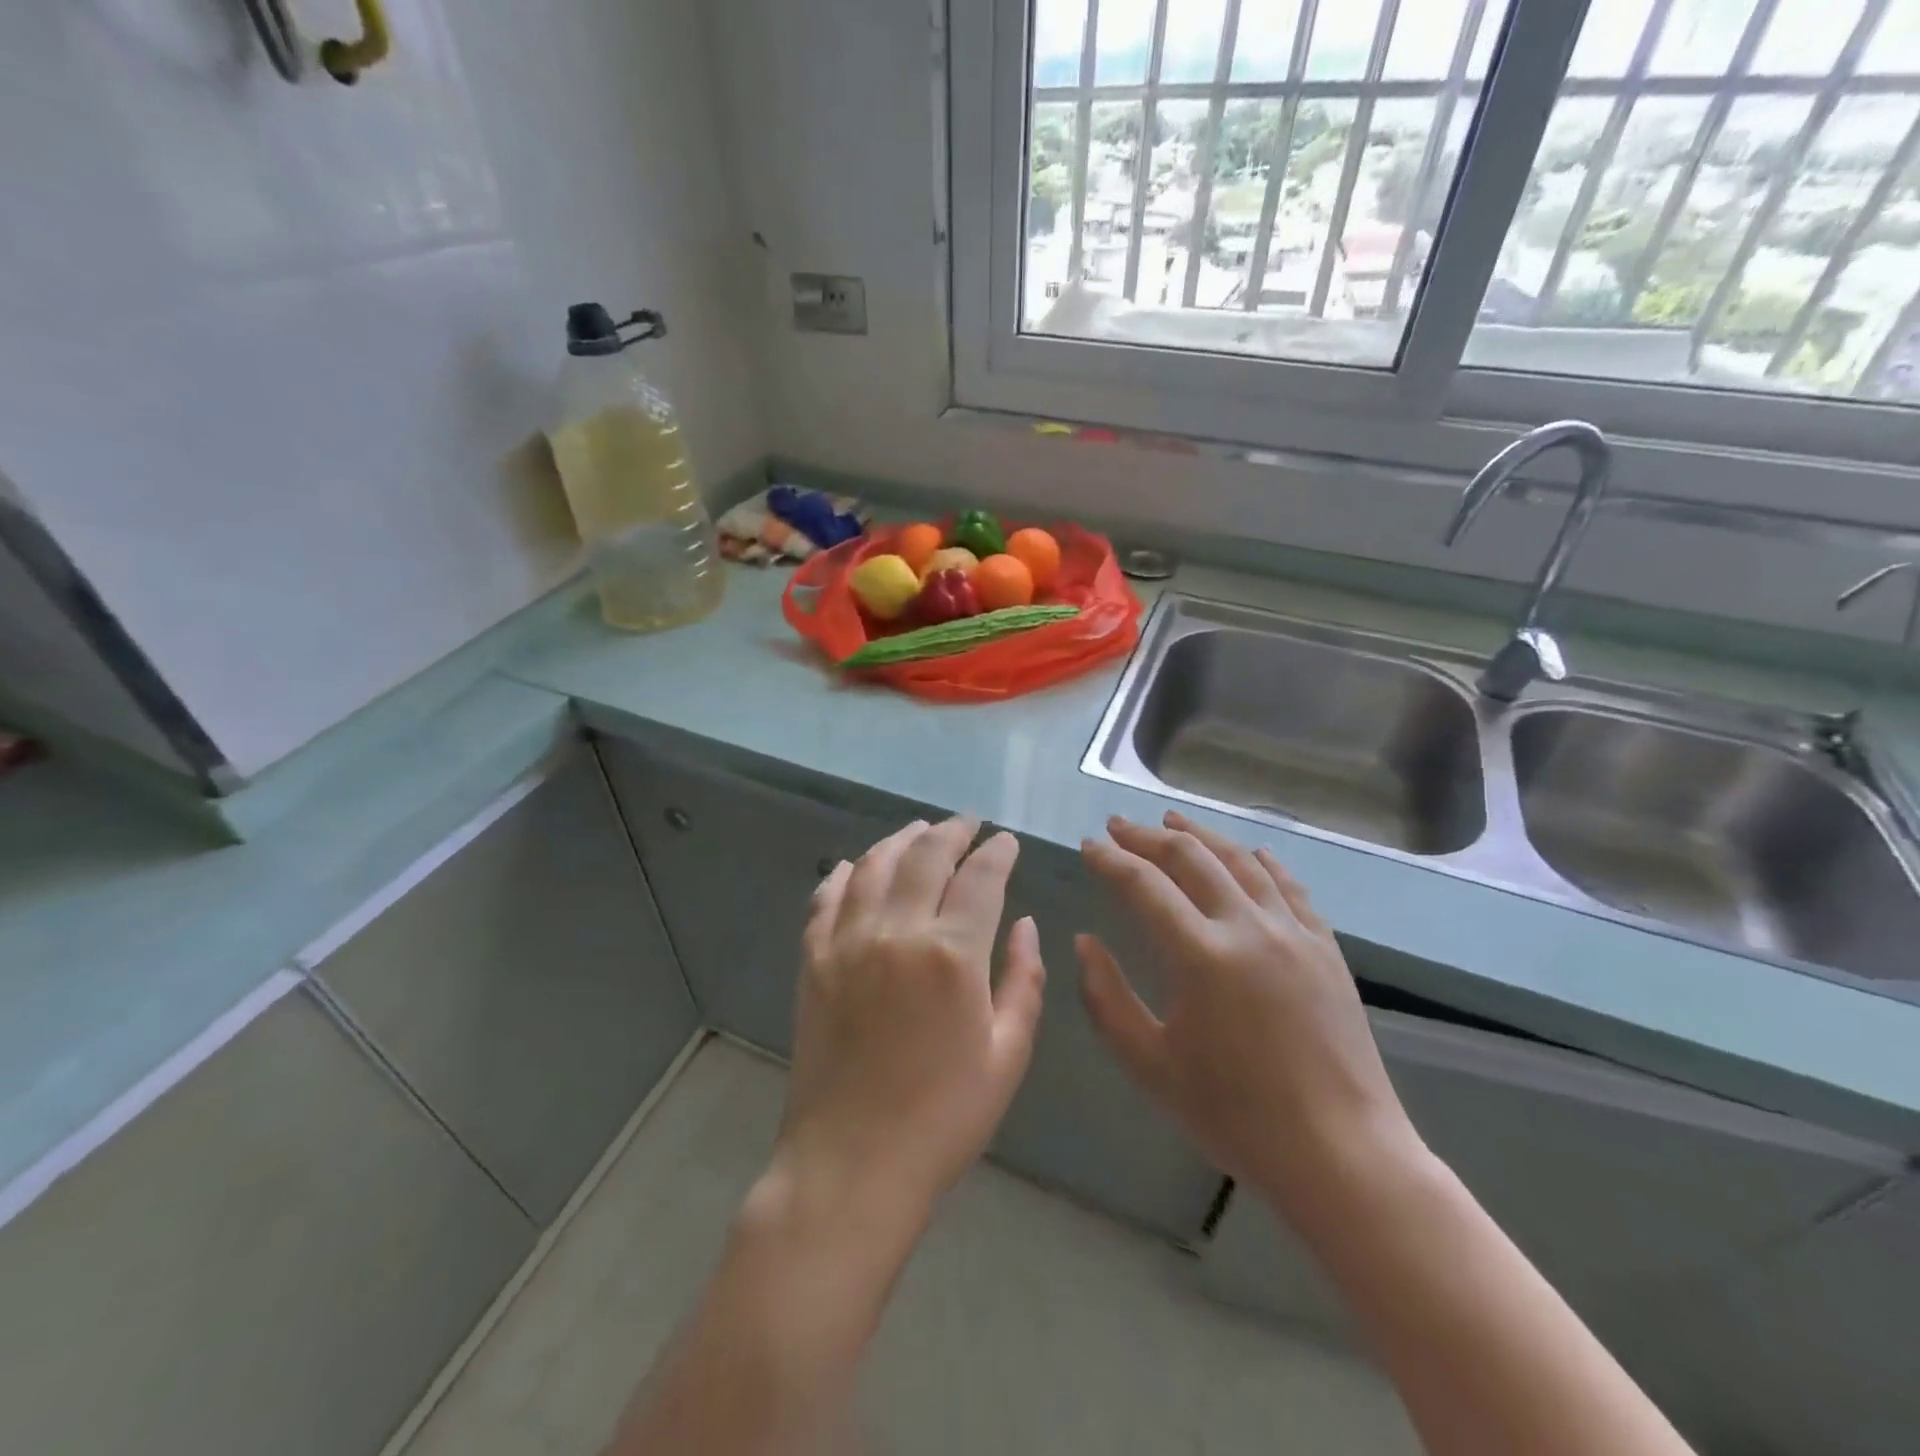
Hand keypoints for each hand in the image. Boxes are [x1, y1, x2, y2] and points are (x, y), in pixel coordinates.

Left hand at [774, 816, 1046, 1229]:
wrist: (850, 1164)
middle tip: (967, 824)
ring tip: (920, 831)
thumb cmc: (943, 1118)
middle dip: (952, 831)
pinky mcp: (812, 960)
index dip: (997, 852)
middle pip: (926, 855)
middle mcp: (897, 931)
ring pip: (875, 865)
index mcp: (952, 954)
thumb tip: (1026, 925)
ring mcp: (847, 941)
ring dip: (901, 840)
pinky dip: (847, 872)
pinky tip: (859, 865)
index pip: (981, 877)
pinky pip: (827, 897)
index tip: (1006, 841)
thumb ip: (1024, 981)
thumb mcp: (1007, 1055)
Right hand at [1078, 811, 1419, 1219]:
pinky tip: (1252, 853)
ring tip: (1173, 820)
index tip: (1088, 845)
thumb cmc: (1236, 1116)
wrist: (1342, 1156)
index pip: (1143, 885)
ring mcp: (1294, 933)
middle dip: (1147, 836)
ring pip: (1242, 861)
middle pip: (1191, 859)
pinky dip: (1264, 863)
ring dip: (1202, 836)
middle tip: (1119, 826)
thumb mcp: (1150, 1065)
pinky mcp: (1326, 949)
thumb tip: (1085, 942)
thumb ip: (1107, 998)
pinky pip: (1291, 888)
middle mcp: (1248, 927)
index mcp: (1200, 955)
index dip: (1110, 860)